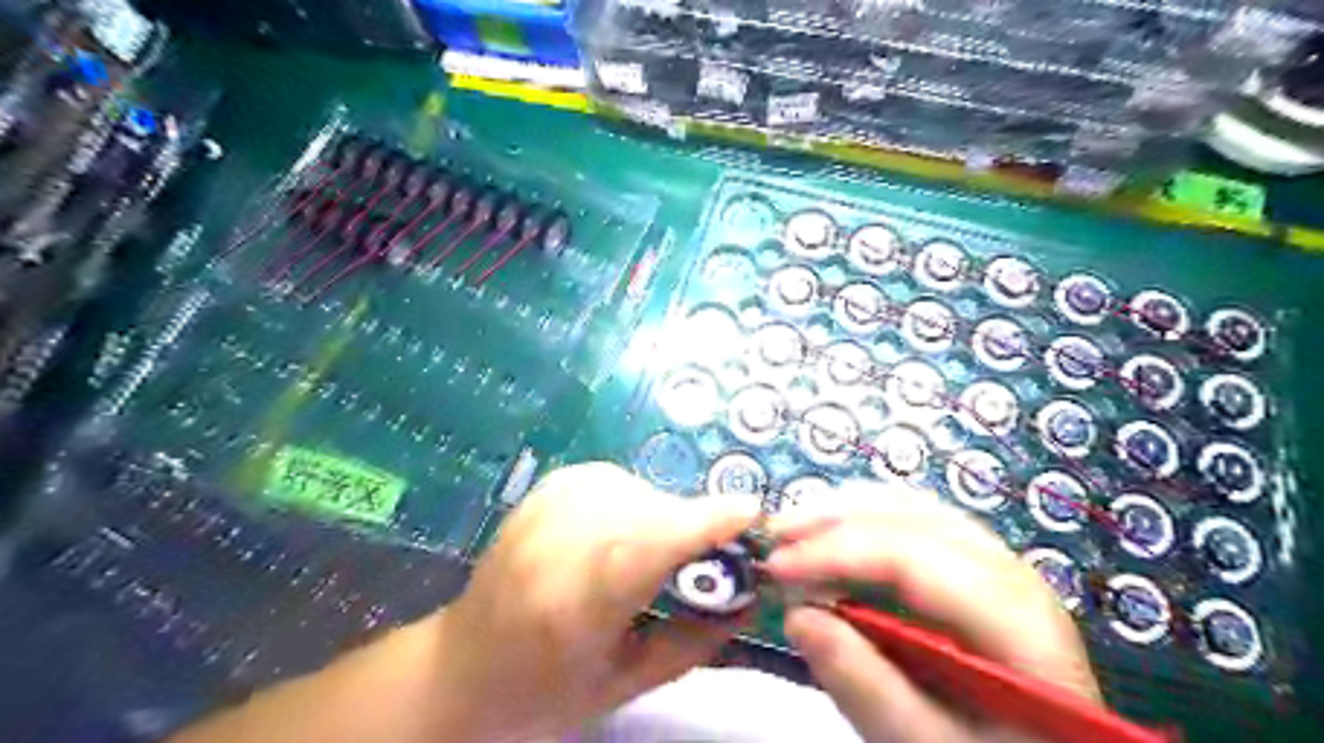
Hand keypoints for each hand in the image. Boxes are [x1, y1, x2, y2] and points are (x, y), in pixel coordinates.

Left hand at [437, 461, 761, 739]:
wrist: (463, 664)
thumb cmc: (544, 689)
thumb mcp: (625, 684)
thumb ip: (693, 641)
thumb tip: (748, 600)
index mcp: (575, 602)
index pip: (649, 545)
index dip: (705, 523)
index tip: (753, 513)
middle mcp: (559, 539)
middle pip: (652, 511)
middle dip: (692, 528)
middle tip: (704, 561)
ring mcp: (548, 504)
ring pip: (640, 490)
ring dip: (663, 516)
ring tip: (651, 556)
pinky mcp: (547, 486)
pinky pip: (618, 480)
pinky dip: (636, 502)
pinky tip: (622, 532)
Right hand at [760, 485, 1101, 741]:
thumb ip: (866, 685)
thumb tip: (797, 614)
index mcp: (1015, 619)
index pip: (913, 558)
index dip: (837, 551)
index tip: (776, 565)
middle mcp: (1011, 571)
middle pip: (913, 516)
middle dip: (834, 517)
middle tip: (774, 533)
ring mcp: (996, 561)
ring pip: (913, 507)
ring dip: (846, 509)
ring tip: (793, 527)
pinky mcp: (976, 565)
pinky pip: (915, 520)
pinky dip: (865, 517)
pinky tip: (833, 531)